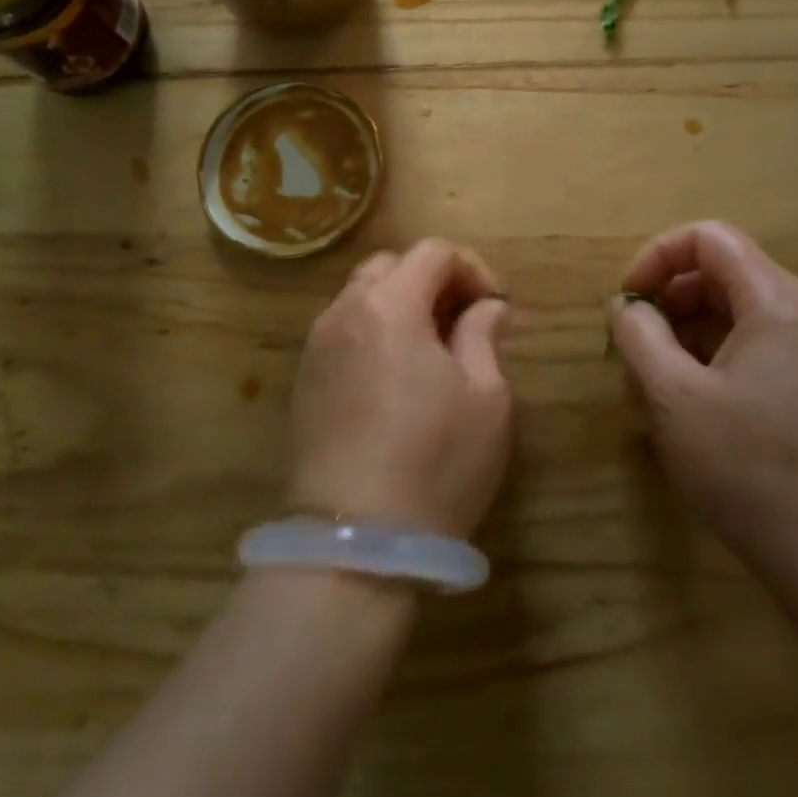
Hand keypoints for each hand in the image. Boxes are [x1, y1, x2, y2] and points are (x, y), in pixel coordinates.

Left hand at [289, 239, 512, 537]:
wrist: (353, 543)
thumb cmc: (434, 463)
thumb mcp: (486, 399)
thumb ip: (484, 336)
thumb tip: (486, 308)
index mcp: (390, 305)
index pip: (432, 253)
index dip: (472, 268)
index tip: (495, 305)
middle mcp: (344, 312)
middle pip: (390, 266)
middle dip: (432, 280)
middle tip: (463, 321)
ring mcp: (316, 346)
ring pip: (361, 297)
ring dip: (400, 305)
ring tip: (431, 350)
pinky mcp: (302, 381)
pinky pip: (342, 331)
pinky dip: (373, 332)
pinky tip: (394, 377)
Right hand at [607, 221, 797, 600]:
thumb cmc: (749, 470)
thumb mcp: (672, 397)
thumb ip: (638, 335)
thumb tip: (627, 306)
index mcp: (779, 301)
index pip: (709, 238)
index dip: (657, 257)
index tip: (628, 301)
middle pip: (722, 273)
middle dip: (669, 300)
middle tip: (635, 348)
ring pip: (736, 312)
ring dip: (687, 334)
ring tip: (655, 385)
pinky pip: (756, 346)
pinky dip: (714, 358)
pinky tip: (690, 406)